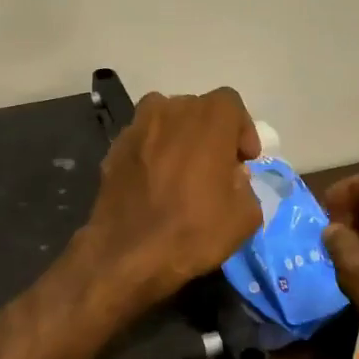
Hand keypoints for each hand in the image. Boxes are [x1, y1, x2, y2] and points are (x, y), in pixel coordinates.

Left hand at [79, 88, 262, 309]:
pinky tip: (154, 183)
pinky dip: (152, 153)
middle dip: (210, 133)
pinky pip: (141, 141)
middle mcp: (170, 110)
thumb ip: (245, 185)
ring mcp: (136, 127)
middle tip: (215, 165)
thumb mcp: (245, 216)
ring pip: (164, 120)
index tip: (244, 159)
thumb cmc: (193, 232)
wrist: (127, 254)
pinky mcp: (113, 149)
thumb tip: (232, 175)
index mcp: (208, 118)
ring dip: (178, 137)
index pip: (231, 104)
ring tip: (182, 169)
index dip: (241, 130)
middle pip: (196, 109)